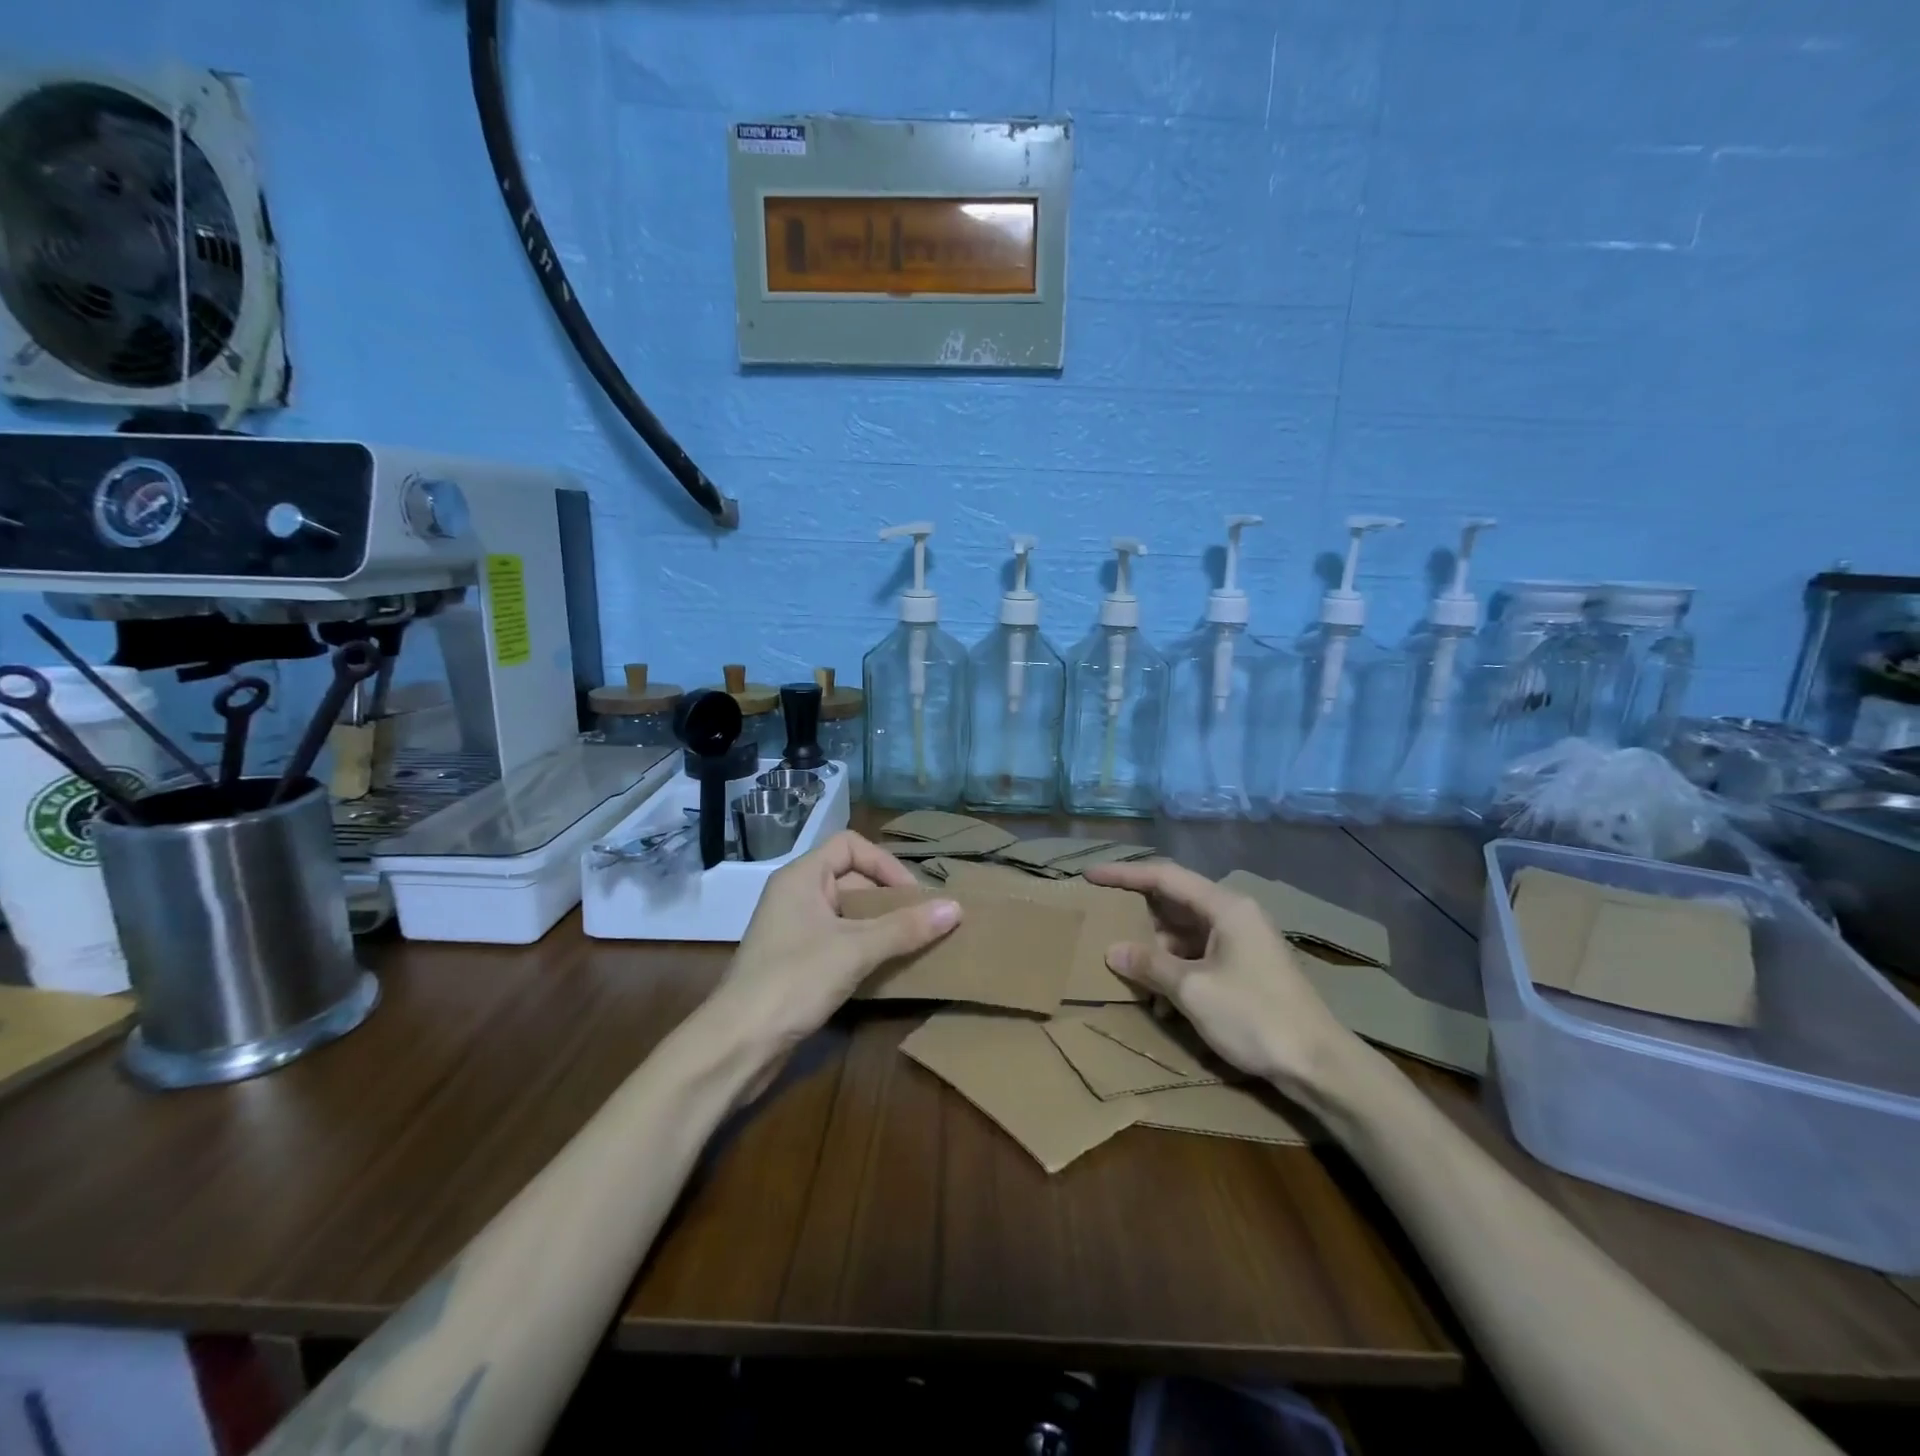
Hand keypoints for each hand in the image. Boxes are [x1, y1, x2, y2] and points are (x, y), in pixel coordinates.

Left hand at [713, 831, 960, 1053]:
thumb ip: (905, 928)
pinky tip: (887, 967)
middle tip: (922, 921)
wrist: (737, 1045)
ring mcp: (794, 930)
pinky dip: (864, 947)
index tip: (912, 895)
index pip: (850, 845)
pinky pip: (839, 940)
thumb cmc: (794, 981)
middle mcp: (795, 895)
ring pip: (847, 913)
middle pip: (851, 878)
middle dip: (888, 897)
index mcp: (801, 877)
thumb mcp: (855, 950)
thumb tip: (956, 907)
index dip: (884, 863)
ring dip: (880, 925)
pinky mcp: (796, 962)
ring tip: (914, 943)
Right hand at [1084, 860, 1356, 1096]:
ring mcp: (1242, 942)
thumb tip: (1114, 950)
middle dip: (1138, 918)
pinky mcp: (1245, 968)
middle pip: (1174, 903)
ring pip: (1184, 934)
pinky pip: (1198, 957)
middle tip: (1103, 924)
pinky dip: (1176, 972)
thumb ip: (1150, 965)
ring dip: (1156, 953)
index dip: (1124, 874)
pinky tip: (1161, 1002)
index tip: (1090, 876)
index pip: (1164, 876)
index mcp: (1225, 907)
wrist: (1319, 1064)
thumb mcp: (1193, 990)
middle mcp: (1234, 915)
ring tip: (1128, 973)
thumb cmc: (1255, 1017)